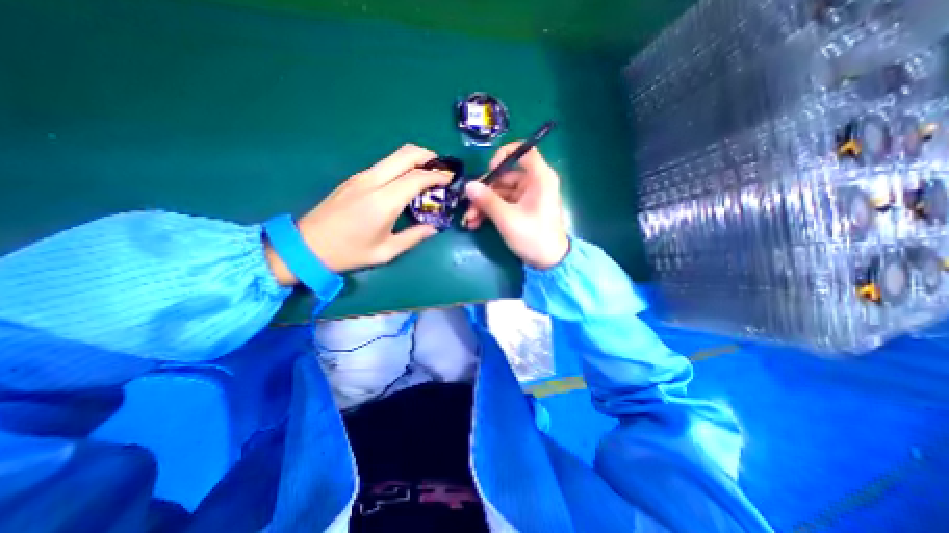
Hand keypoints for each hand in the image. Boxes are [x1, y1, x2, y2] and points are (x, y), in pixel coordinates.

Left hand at [262, 142, 450, 281]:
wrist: (307, 246)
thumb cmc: (349, 253)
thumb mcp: (386, 251)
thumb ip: (414, 237)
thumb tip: (433, 228)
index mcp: (384, 201)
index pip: (417, 178)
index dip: (437, 176)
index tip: (451, 179)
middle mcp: (373, 182)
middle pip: (405, 154)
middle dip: (429, 156)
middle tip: (442, 168)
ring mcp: (361, 177)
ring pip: (394, 156)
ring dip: (415, 159)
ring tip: (429, 174)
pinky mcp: (355, 178)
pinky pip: (385, 164)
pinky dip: (402, 166)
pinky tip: (407, 181)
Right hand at [462, 144, 566, 268]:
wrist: (549, 262)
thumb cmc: (533, 236)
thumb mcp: (507, 218)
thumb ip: (487, 200)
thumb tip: (468, 186)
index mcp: (539, 178)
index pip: (524, 151)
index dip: (505, 155)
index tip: (490, 169)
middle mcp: (534, 183)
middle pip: (505, 176)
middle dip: (484, 191)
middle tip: (468, 204)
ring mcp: (528, 197)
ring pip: (501, 193)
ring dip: (484, 205)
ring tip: (469, 220)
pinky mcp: (522, 209)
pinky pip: (504, 204)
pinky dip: (491, 211)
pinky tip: (475, 223)